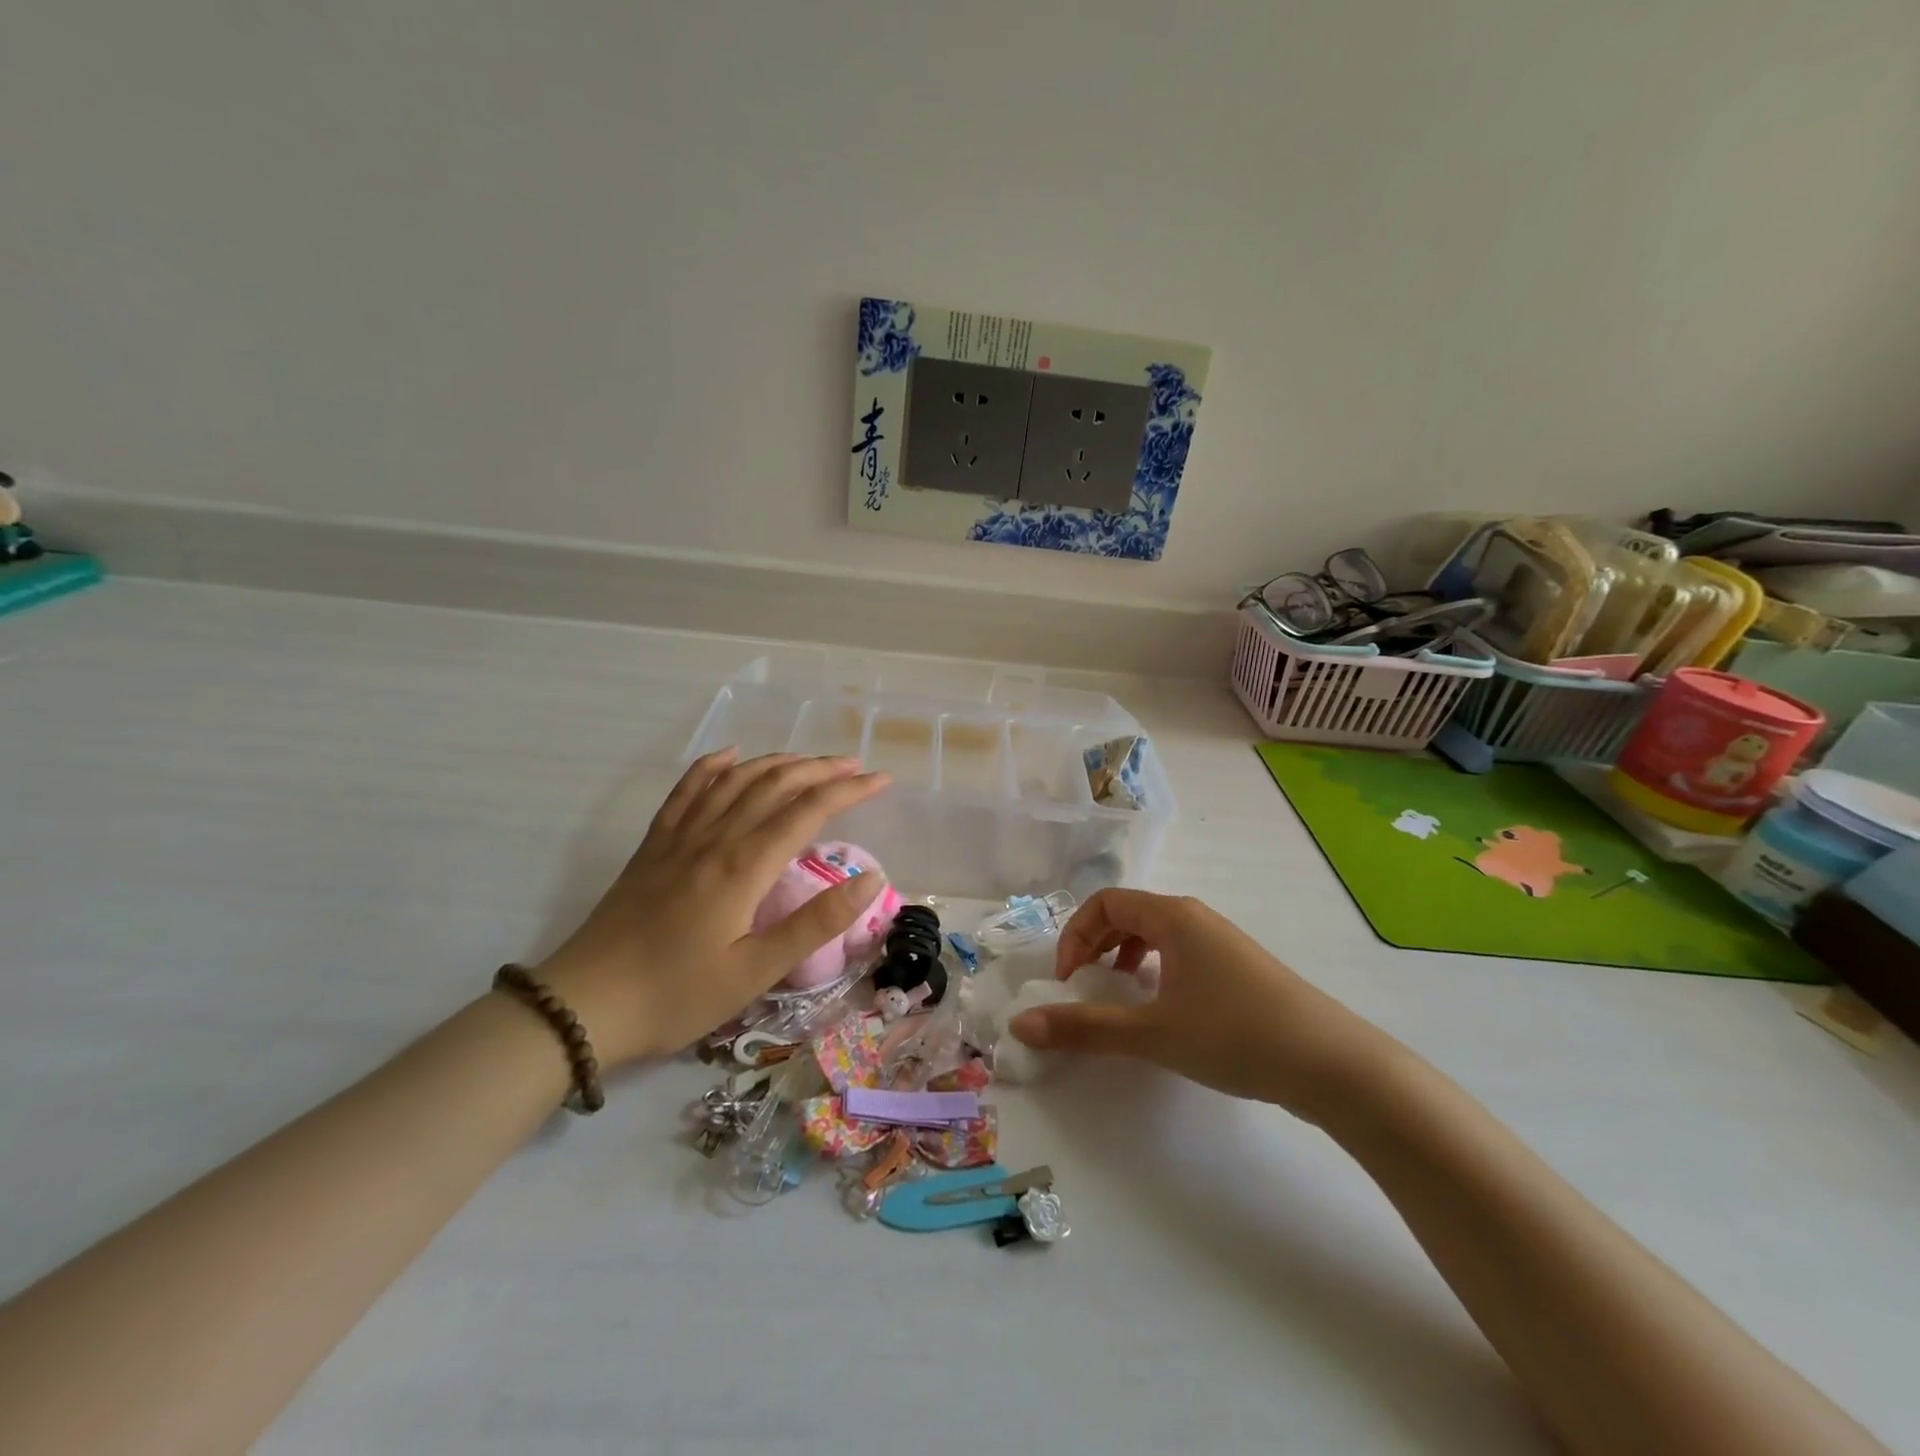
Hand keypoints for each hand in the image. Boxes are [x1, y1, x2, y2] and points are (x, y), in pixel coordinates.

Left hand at [536, 750, 890, 1063]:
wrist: (583, 1006)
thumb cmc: (677, 995)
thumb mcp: (756, 971)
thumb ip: (815, 922)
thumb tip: (871, 880)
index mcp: (744, 865)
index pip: (809, 810)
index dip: (850, 791)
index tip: (883, 781)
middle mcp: (715, 837)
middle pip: (775, 784)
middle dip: (820, 769)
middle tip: (855, 766)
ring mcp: (680, 836)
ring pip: (736, 780)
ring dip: (778, 763)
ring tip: (809, 760)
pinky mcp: (654, 846)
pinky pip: (686, 791)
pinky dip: (712, 766)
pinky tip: (729, 756)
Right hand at [1006, 890, 1385, 1119]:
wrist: (1333, 1065)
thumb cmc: (1235, 1035)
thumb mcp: (1152, 1033)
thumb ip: (1085, 1027)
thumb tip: (1021, 1024)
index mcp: (1173, 916)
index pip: (1105, 902)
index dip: (1075, 935)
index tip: (1067, 979)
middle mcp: (1196, 918)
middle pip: (1129, 912)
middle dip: (1096, 943)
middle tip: (1083, 984)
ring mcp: (1221, 942)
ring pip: (1157, 933)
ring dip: (1125, 955)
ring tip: (1119, 993)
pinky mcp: (1239, 968)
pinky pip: (1181, 953)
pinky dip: (1156, 969)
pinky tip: (1162, 1008)